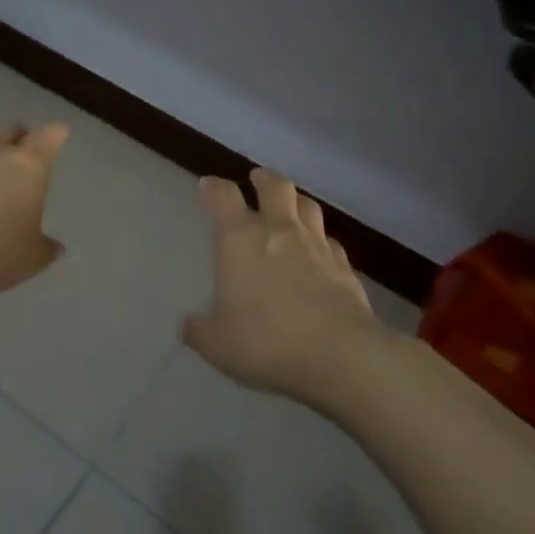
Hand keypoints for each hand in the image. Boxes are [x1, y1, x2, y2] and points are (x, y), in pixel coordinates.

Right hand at [183, 169, 383, 401]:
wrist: (340, 354)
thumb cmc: (268, 341)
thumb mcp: (218, 344)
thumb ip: (200, 331)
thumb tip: (188, 326)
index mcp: (241, 239)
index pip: (223, 197)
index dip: (213, 187)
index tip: (207, 185)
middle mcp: (279, 230)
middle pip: (275, 186)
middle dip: (263, 179)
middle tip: (256, 179)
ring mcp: (317, 245)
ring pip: (308, 206)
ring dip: (296, 201)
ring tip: (290, 207)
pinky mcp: (345, 266)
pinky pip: (330, 241)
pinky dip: (321, 240)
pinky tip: (319, 253)